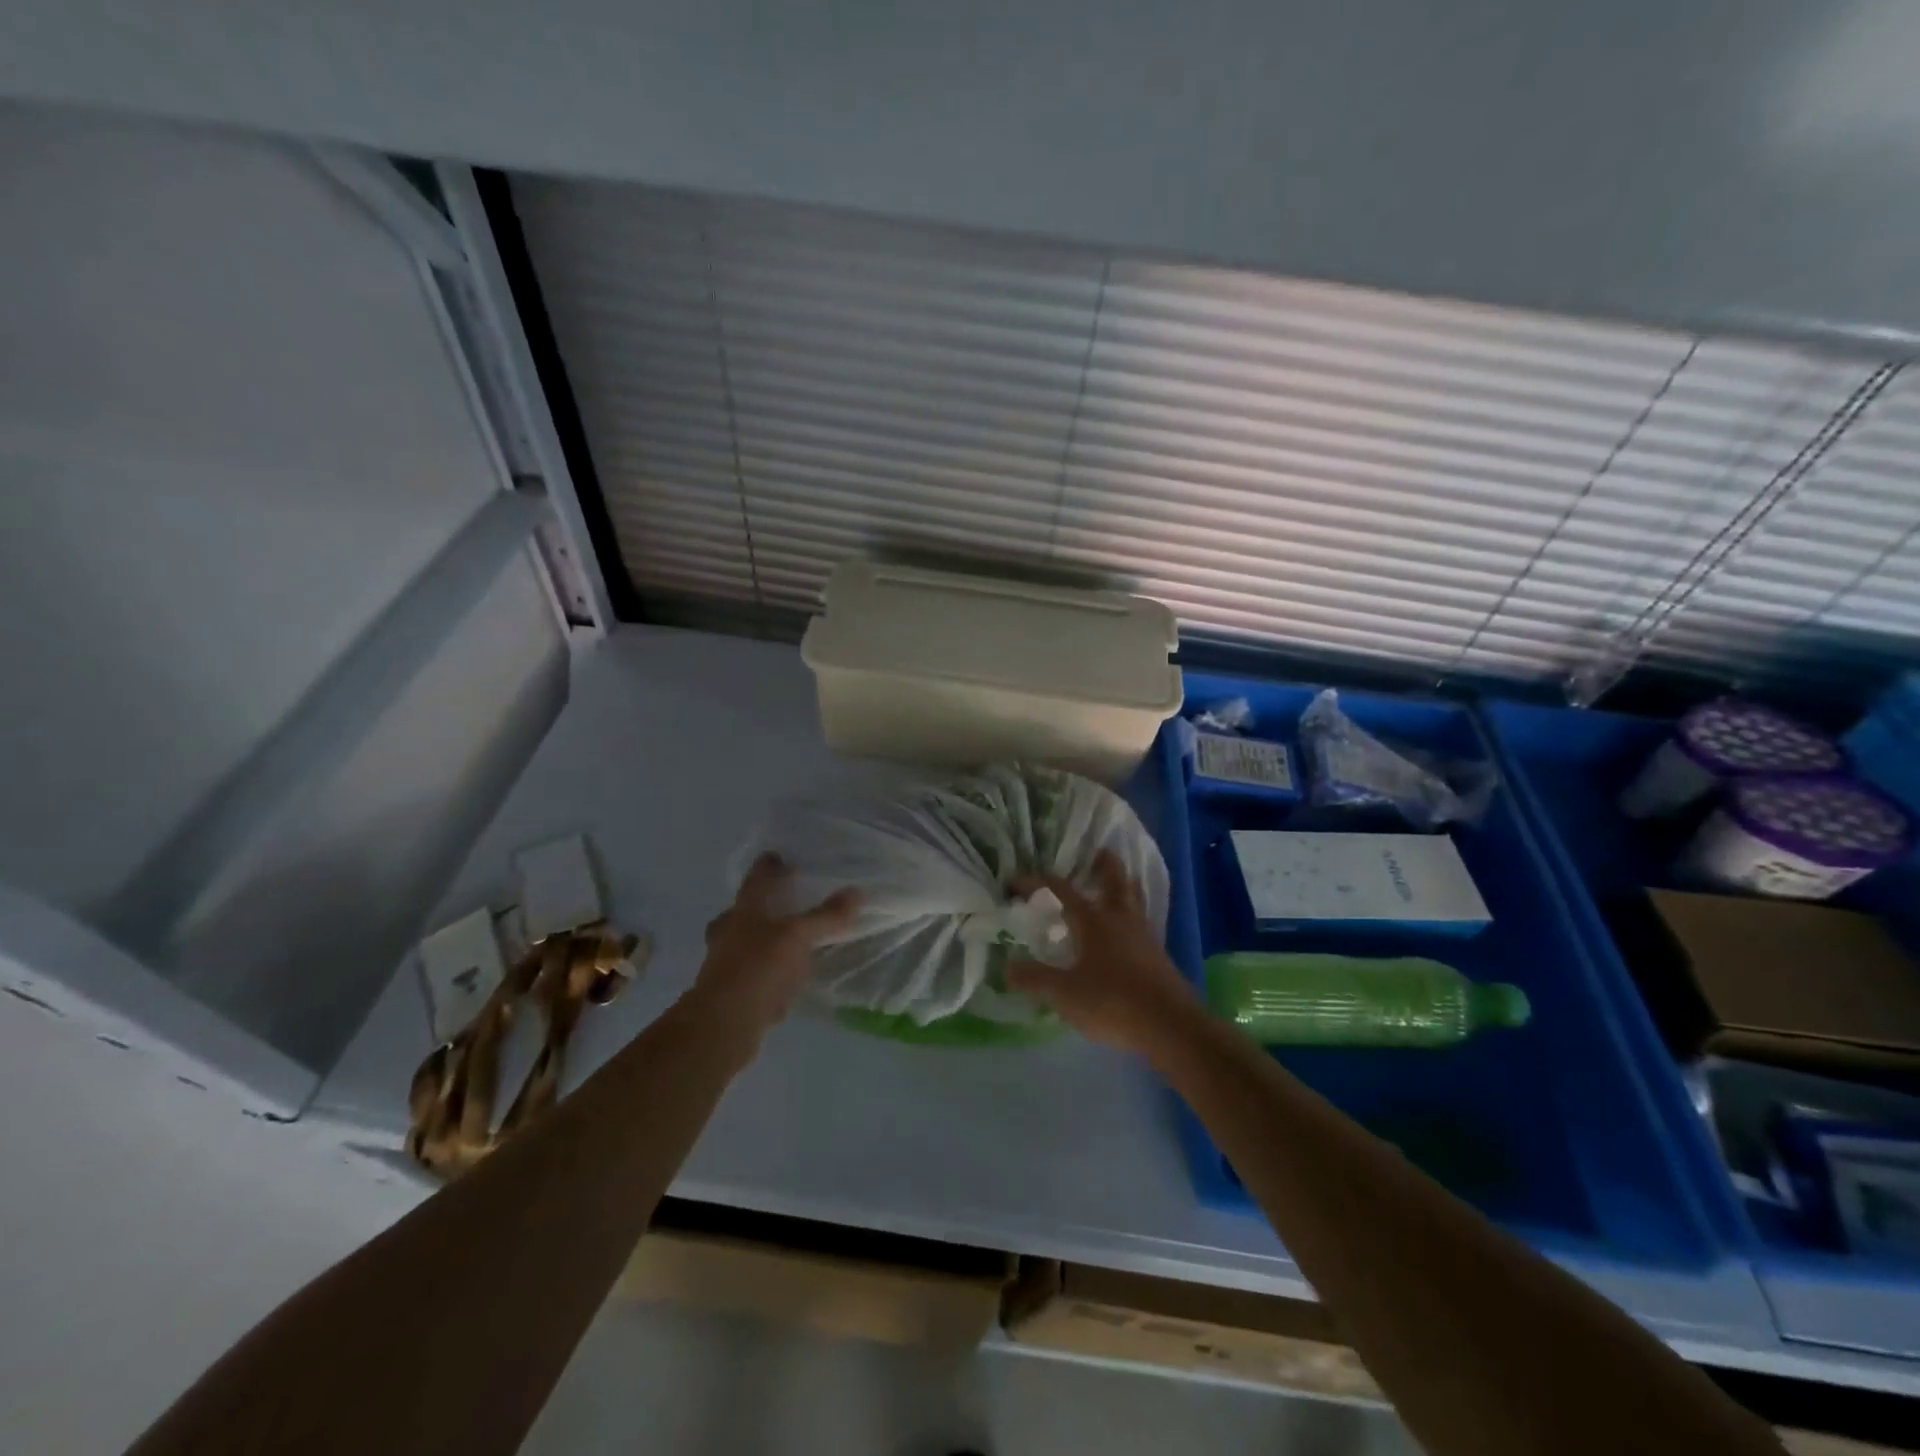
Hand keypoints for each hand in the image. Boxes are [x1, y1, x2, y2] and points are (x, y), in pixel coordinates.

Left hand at [694, 853, 861, 1032]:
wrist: (723, 1025)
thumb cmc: (758, 968)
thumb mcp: (798, 937)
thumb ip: (826, 916)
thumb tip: (857, 892)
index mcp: (743, 910)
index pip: (756, 879)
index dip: (769, 866)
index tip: (779, 857)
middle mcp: (729, 932)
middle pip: (743, 911)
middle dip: (761, 905)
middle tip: (783, 900)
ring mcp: (726, 964)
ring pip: (746, 943)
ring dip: (763, 939)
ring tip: (790, 941)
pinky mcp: (733, 993)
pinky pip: (754, 973)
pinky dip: (769, 971)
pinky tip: (787, 979)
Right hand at [1008, 849, 1198, 1054]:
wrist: (1170, 1026)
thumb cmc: (1112, 1002)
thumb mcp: (1064, 993)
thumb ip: (1035, 979)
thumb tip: (1008, 966)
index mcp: (1093, 920)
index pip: (1060, 889)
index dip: (1035, 882)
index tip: (1014, 882)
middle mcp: (1120, 918)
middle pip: (1114, 878)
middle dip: (1104, 863)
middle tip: (1095, 853)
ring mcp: (1144, 934)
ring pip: (1134, 897)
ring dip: (1123, 884)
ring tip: (1115, 882)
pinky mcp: (1158, 954)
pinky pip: (1142, 920)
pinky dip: (1132, 912)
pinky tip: (1126, 928)